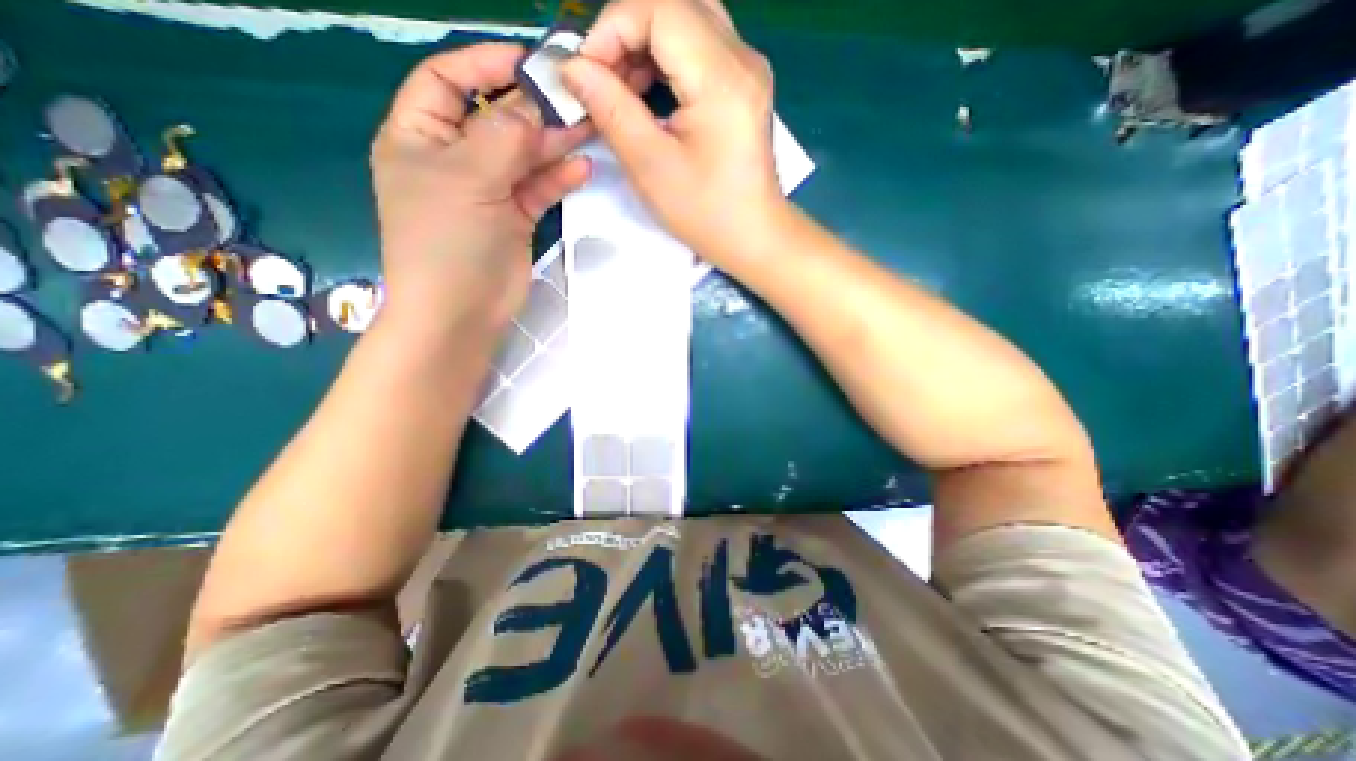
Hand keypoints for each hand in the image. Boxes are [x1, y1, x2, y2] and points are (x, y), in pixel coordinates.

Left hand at [368, 42, 587, 345]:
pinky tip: (581, 168)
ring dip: (553, 143)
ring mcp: (488, 191)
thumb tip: (535, 107)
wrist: (462, 311)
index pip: (447, 81)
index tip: (528, 61)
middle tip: (575, 100)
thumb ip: (503, 136)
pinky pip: (538, 189)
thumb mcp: (467, 178)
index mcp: (419, 137)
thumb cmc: (447, 242)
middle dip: (533, 109)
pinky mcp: (515, 218)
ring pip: (523, 156)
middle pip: (496, 119)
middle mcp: (454, 159)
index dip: (484, 65)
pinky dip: (558, 178)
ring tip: (588, 128)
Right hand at [562, 0, 784, 265]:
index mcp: (722, 78)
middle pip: (673, 5)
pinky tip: (649, 92)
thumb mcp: (651, 166)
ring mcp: (748, 68)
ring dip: (644, 44)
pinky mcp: (744, 83)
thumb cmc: (705, 212)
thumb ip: (610, 109)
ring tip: (622, 89)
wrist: (752, 235)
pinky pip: (699, 45)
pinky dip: (666, 58)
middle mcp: (743, 58)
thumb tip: (573, 68)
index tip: (586, 72)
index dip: (612, 27)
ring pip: (686, 20)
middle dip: (626, 33)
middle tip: (602, 80)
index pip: (660, 7)